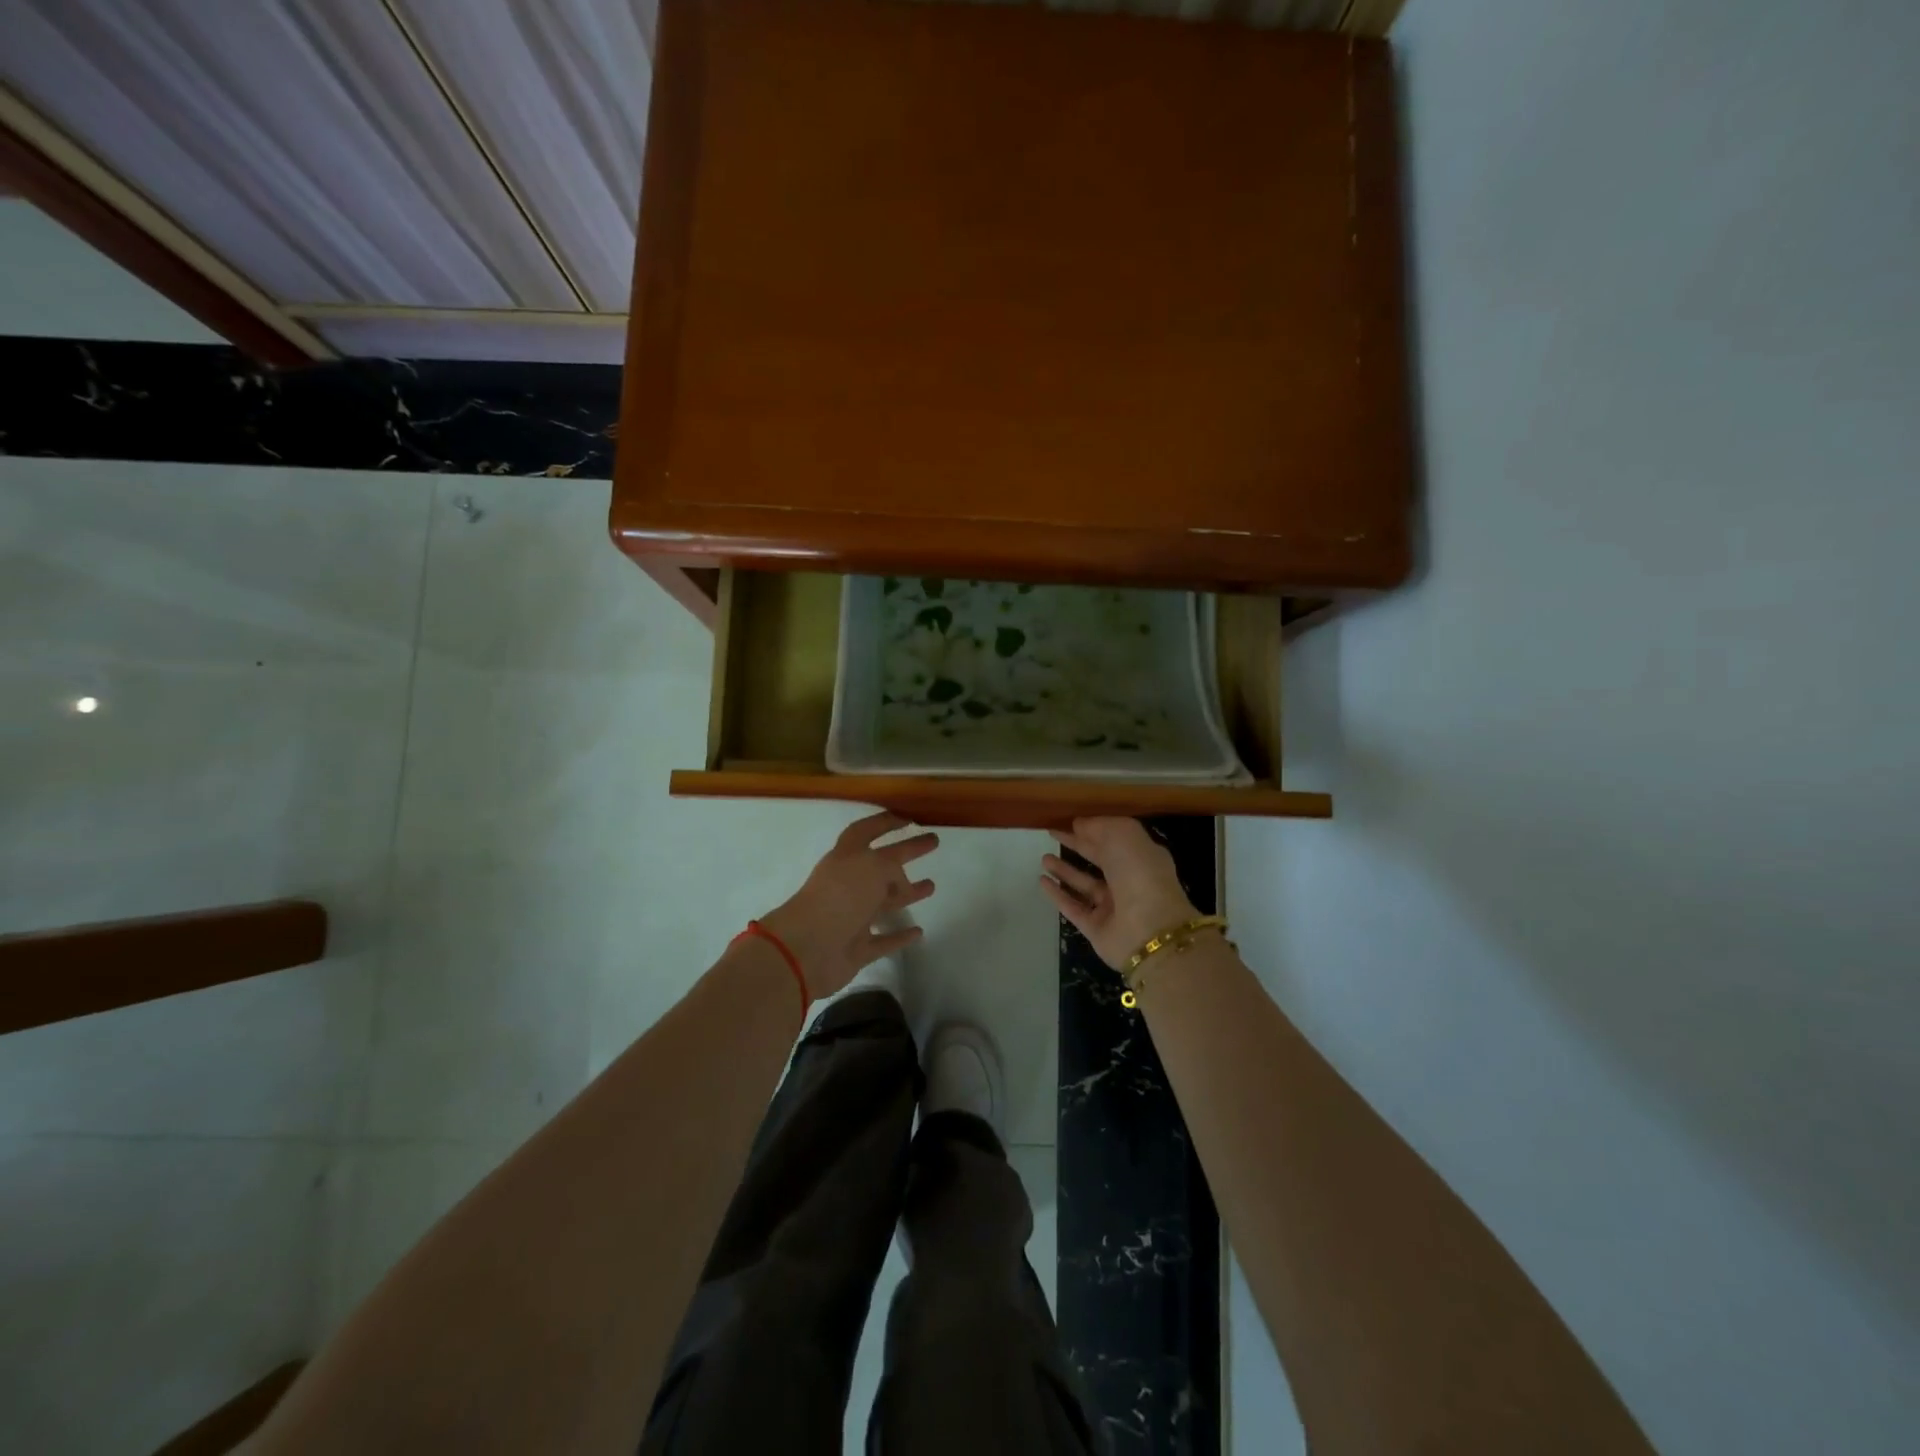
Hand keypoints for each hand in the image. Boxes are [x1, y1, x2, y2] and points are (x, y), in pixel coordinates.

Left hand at [760, 811, 938, 997]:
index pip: (866, 832)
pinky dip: (899, 936)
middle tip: (933, 842)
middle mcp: (847, 884)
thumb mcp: (872, 867)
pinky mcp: (856, 949)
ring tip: (931, 886)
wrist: (807, 950)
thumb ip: (892, 867)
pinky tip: (918, 932)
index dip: (886, 822)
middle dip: (907, 851)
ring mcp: (851, 917)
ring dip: (907, 894)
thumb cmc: (840, 897)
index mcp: (845, 858)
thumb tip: (901, 883)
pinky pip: (883, 940)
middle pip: (882, 864)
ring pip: (883, 902)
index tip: (910, 818)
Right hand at [1040, 817, 1199, 970]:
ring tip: (1044, 858)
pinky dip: (1058, 894)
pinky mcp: (1096, 928)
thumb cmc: (1140, 875)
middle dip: (1078, 846)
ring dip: (1064, 871)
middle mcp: (1129, 882)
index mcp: (1142, 858)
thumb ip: (1100, 827)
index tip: (1070, 822)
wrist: (1149, 932)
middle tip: (1052, 834)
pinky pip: (1073, 908)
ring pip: (1085, 885)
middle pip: (1100, 860)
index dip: (1093, 829)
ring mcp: (1113, 907)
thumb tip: (1079, 824)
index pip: (1114, 840)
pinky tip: (1041, 881)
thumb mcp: (1124, 837)